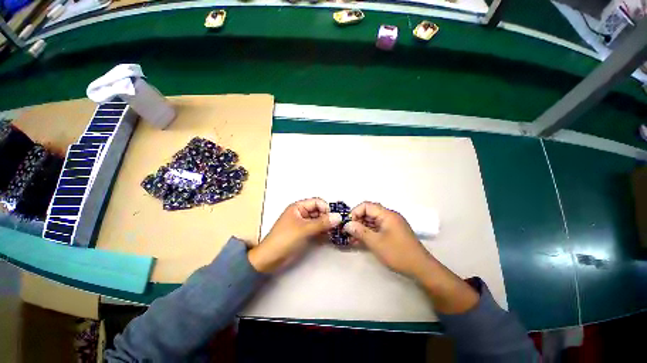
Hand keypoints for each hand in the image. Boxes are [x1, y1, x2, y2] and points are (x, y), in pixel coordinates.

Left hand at [248, 198, 341, 272]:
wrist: (270, 259)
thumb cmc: (285, 239)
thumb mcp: (304, 229)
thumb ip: (322, 223)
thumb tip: (339, 217)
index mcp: (299, 207)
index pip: (317, 202)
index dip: (326, 208)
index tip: (335, 218)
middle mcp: (302, 213)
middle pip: (319, 211)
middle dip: (328, 217)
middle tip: (339, 226)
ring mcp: (304, 224)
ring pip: (319, 221)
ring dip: (327, 226)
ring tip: (336, 232)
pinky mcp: (305, 234)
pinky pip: (317, 230)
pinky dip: (323, 232)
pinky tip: (330, 237)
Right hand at [345, 201, 478, 313]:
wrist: (421, 268)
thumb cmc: (398, 253)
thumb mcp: (376, 242)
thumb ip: (360, 231)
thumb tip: (347, 224)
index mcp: (387, 214)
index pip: (366, 205)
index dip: (355, 212)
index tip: (348, 224)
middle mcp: (389, 216)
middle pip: (369, 213)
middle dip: (357, 221)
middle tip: (347, 232)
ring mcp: (391, 225)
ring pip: (372, 221)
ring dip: (361, 228)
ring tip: (351, 238)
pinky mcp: (392, 233)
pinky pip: (377, 229)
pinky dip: (368, 233)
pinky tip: (360, 241)